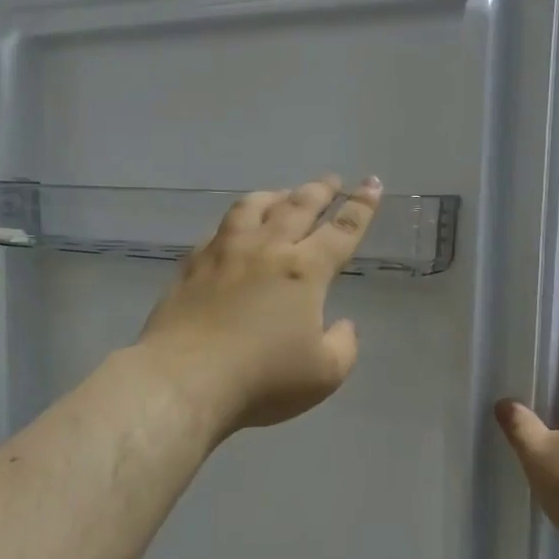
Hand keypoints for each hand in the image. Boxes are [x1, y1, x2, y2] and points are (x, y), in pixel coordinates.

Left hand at [138, 175, 381, 437]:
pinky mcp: (193, 264)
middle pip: (298, 205)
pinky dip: (235, 221)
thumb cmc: (263, 378)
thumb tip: (343, 325)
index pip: (342, 230)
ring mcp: (226, 252)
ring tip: (282, 193)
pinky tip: (233, 228)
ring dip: (274, 195)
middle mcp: (267, 249)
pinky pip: (218, 229)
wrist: (186, 378)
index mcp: (305, 270)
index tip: (372, 183)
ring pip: (253, 206)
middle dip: (320, 189)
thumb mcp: (324, 374)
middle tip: (331, 180)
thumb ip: (343, 345)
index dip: (362, 206)